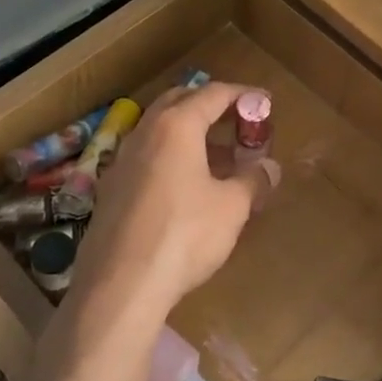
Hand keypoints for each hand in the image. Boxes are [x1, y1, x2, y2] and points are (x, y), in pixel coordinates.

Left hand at [73, 82, 278, 320]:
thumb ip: (254, 180)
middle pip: (179, 102)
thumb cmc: (184, 235)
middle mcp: (144, 133)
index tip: (264, 101)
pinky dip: (170, 158)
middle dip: (210, 106)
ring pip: (159, 130)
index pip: (213, 93)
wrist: (120, 287)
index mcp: (176, 126)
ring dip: (189, 134)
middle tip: (237, 122)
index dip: (242, 94)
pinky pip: (146, 157)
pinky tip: (187, 188)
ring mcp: (121, 161)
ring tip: (219, 159)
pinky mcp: (110, 190)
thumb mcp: (232, 207)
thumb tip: (270, 168)